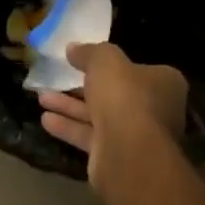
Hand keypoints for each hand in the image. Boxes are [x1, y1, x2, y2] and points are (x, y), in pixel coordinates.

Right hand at [37, 42, 185, 192]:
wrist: (127, 152)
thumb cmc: (125, 96)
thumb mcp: (105, 60)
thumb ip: (89, 52)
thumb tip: (73, 48)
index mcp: (163, 83)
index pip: (136, 69)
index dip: (111, 64)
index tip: (86, 60)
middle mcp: (154, 109)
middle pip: (115, 93)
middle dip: (83, 87)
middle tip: (58, 78)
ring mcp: (135, 136)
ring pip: (99, 116)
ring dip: (70, 107)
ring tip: (41, 97)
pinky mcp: (116, 156)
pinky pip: (90, 136)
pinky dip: (69, 127)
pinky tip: (45, 120)